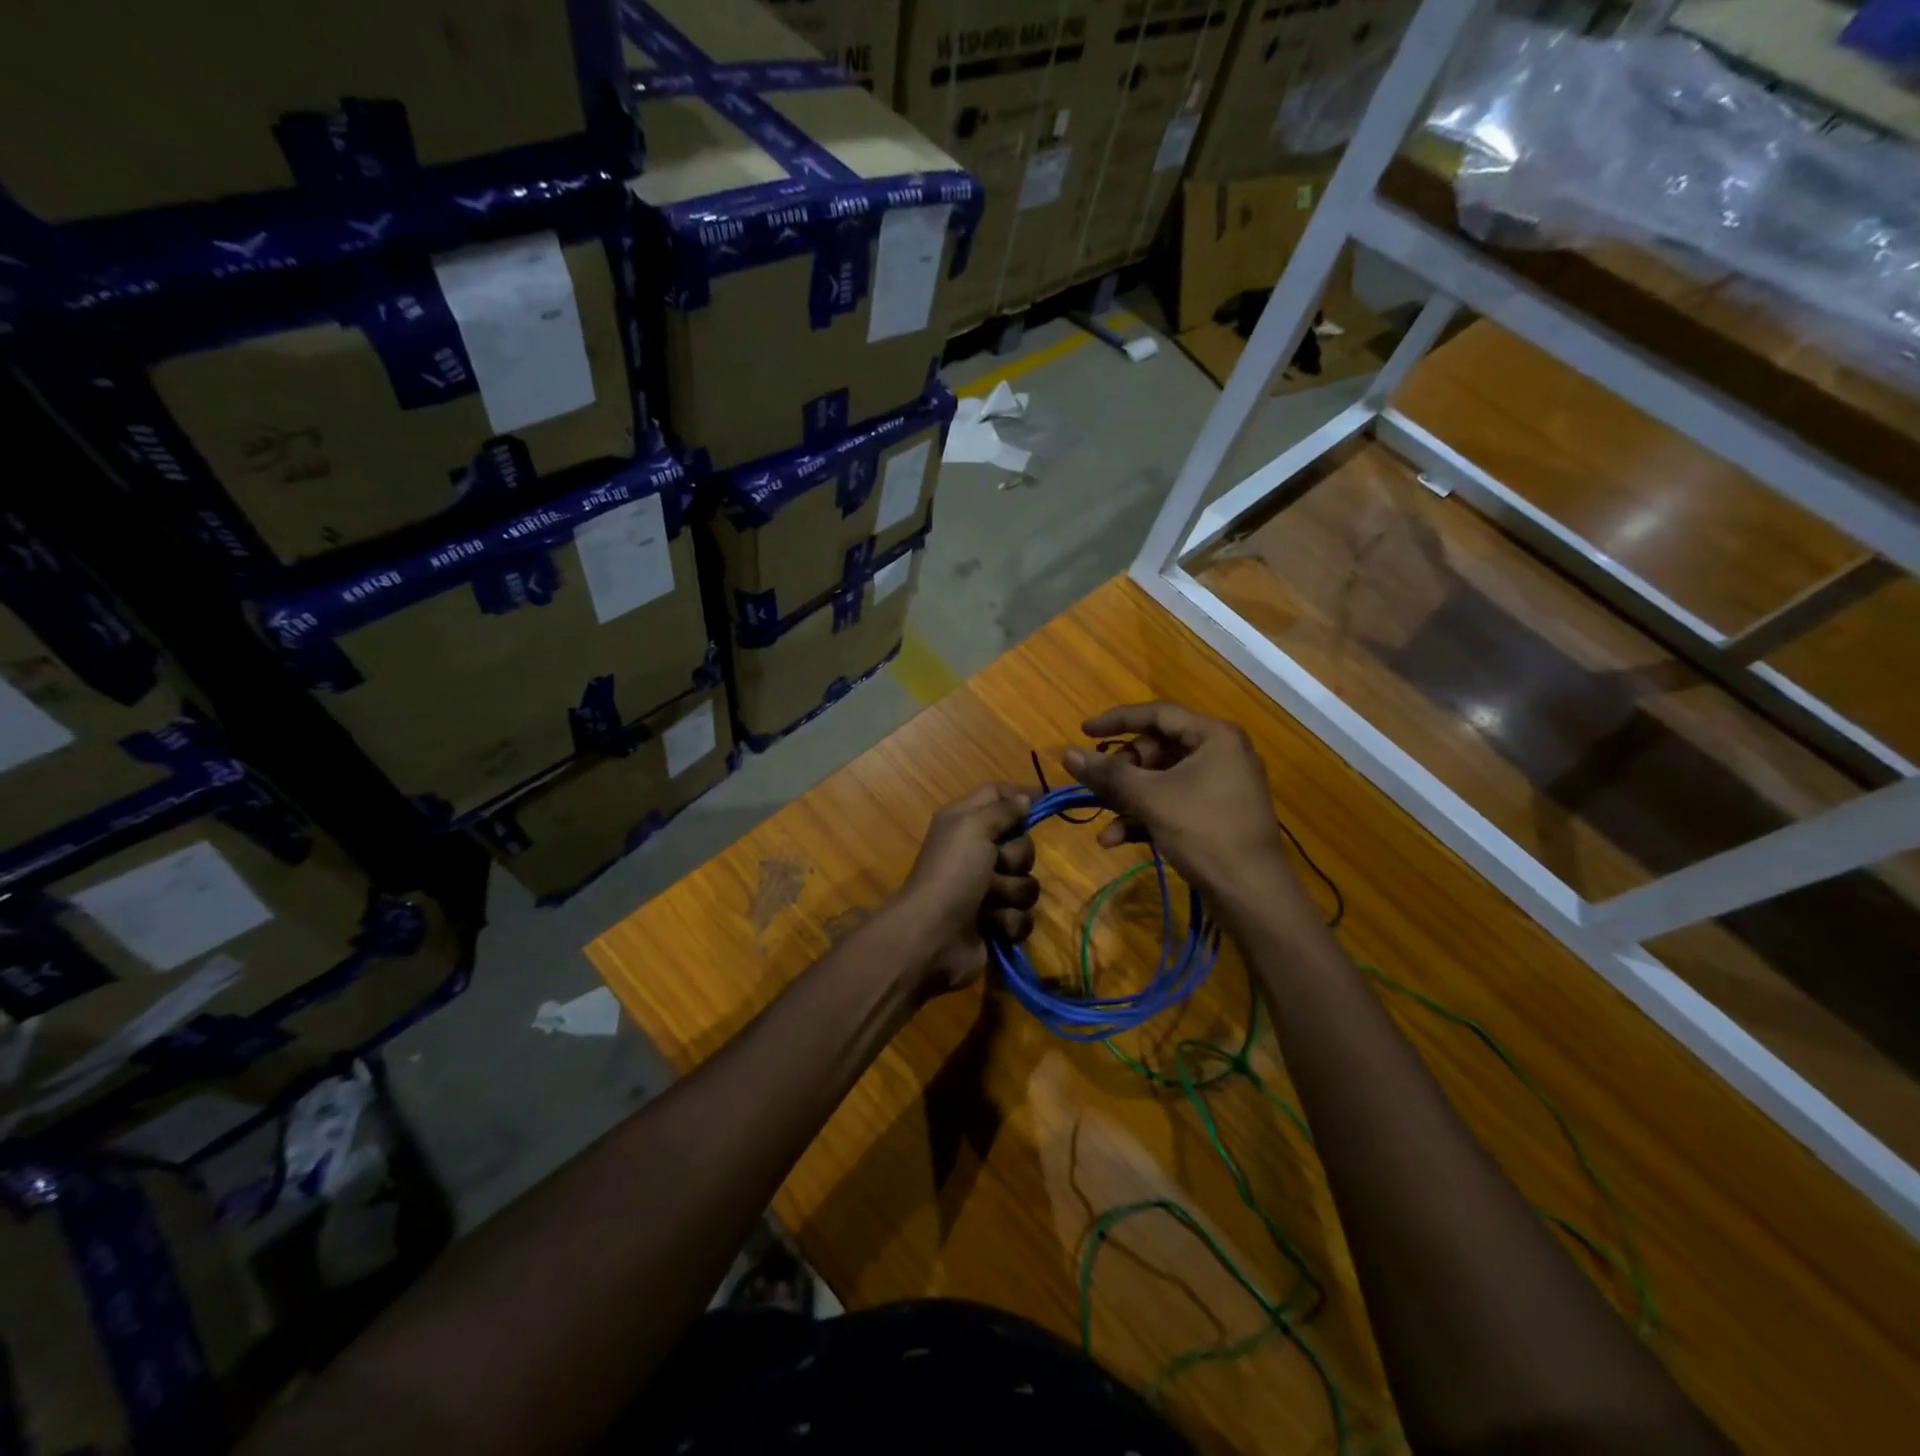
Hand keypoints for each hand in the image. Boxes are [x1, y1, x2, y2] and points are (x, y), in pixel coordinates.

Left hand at [892, 783, 1037, 993]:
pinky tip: (990, 926)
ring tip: (987, 903)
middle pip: (1022, 844)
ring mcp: (988, 891)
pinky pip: (1024, 917)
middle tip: (995, 866)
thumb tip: (1025, 798)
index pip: (997, 796)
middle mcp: (977, 853)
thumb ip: (1002, 810)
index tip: (1047, 801)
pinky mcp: (997, 923)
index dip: (1021, 796)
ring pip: (1027, 884)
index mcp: (965, 823)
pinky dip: (1007, 922)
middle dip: (1015, 859)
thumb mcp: (973, 828)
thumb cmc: (952, 873)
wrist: (932, 936)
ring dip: (1010, 894)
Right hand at [1064, 702, 1301, 913]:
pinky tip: (1115, 839)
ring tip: (1101, 817)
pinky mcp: (1215, 816)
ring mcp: (1220, 786)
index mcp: (1214, 737)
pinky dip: (1145, 816)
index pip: (1158, 713)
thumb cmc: (1203, 831)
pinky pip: (1173, 803)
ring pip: (1161, 780)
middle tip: (1098, 785)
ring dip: (1127, 798)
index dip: (1117, 720)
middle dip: (1122, 770)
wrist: (1252, 894)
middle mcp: (1220, 754)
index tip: (1083, 732)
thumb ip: (1108, 773)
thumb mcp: (1150, 798)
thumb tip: (1068, 754)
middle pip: (1158, 748)